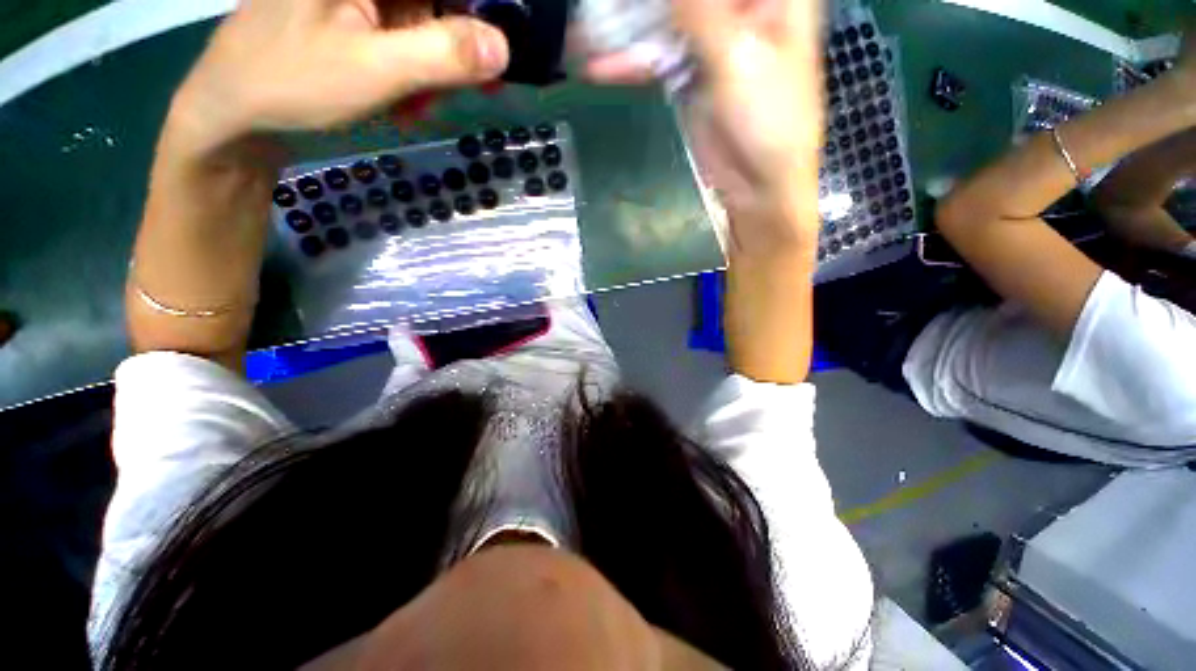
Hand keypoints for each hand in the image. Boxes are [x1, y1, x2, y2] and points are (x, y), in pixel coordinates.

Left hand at [168, 0, 509, 155]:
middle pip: (433, 4)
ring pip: (421, 23)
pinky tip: (401, 100)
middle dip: (454, 47)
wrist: (233, 113)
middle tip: (461, 91)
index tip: (494, 53)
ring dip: (433, 68)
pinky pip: (401, 39)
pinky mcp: (351, 18)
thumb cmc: (292, 82)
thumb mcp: (375, 69)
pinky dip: (412, 72)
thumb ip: (441, 54)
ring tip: (417, 105)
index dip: (475, 13)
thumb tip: (502, 47)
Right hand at [587, 0, 824, 257]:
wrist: (758, 184)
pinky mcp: (689, 76)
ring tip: (584, 30)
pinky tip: (598, 67)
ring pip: (664, 21)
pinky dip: (629, 63)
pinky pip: (655, 60)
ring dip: (625, 27)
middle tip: (601, 5)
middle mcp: (739, 9)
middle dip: (641, 3)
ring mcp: (711, 42)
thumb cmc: (768, 120)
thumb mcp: (738, 57)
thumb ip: (699, 11)